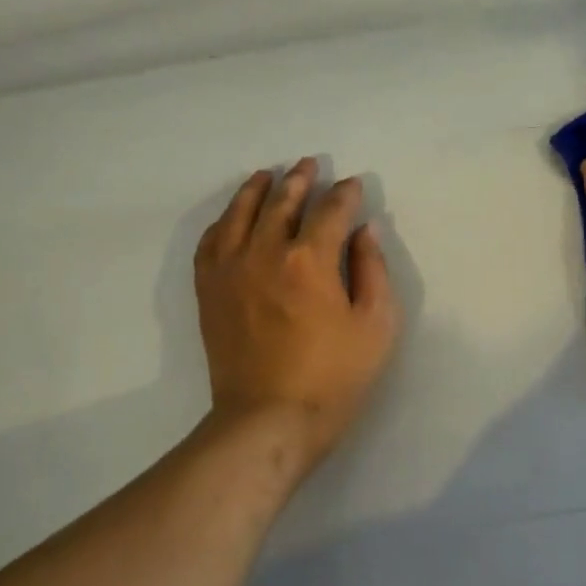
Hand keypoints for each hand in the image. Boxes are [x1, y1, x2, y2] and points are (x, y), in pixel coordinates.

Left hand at [193, 159, 401, 465]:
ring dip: (257, 190)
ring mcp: (230, 270)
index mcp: (311, 259)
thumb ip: (373, 270)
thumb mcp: (376, 326)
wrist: (269, 419)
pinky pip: (210, 241)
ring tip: (267, 176)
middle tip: (308, 165)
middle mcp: (265, 252)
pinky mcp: (209, 290)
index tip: (352, 186)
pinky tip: (232, 217)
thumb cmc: (333, 377)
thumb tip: (366, 230)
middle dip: (299, 180)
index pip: (330, 210)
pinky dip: (223, 221)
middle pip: (282, 202)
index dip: (345, 194)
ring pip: (240, 213)